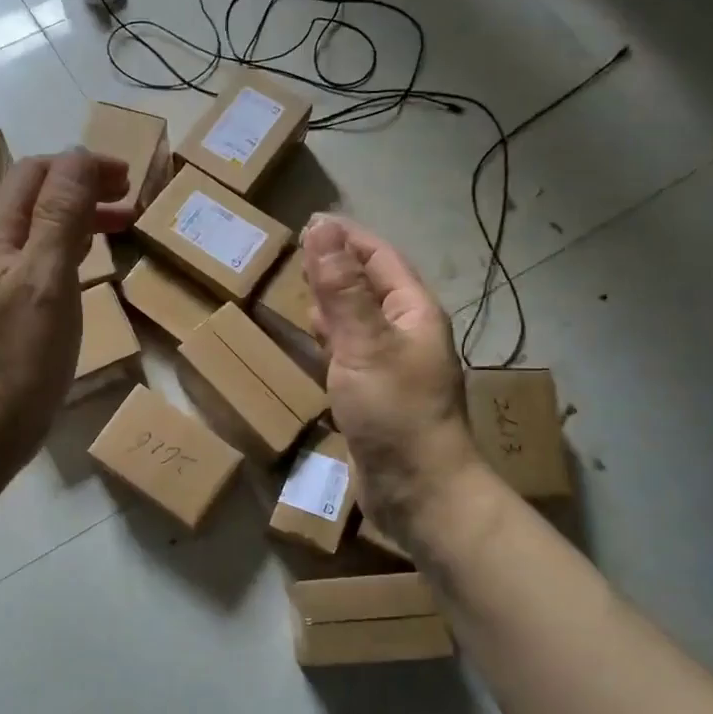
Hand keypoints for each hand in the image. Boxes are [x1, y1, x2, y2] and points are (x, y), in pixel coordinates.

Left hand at [0, 149, 129, 477]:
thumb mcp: (47, 277)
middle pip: (38, 195)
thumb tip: (79, 155)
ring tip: (124, 222)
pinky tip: (93, 259)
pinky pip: (44, 257)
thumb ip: (62, 214)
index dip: (81, 166)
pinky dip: (74, 246)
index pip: (37, 172)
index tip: (127, 177)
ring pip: (43, 227)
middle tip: (131, 197)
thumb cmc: (21, 353)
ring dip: (82, 215)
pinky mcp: (11, 304)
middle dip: (84, 186)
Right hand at [302, 215, 480, 544]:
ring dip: (331, 301)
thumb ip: (342, 289)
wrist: (418, 491)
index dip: (346, 237)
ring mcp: (390, 365)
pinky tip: (312, 339)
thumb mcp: (364, 344)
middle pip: (368, 285)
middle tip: (294, 252)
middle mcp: (405, 332)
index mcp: (413, 311)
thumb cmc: (395, 412)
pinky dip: (330, 338)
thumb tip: (322, 228)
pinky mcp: (374, 394)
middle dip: (335, 265)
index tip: (308, 222)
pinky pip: (350, 352)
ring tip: (298, 287)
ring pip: (357, 319)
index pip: (379, 257)